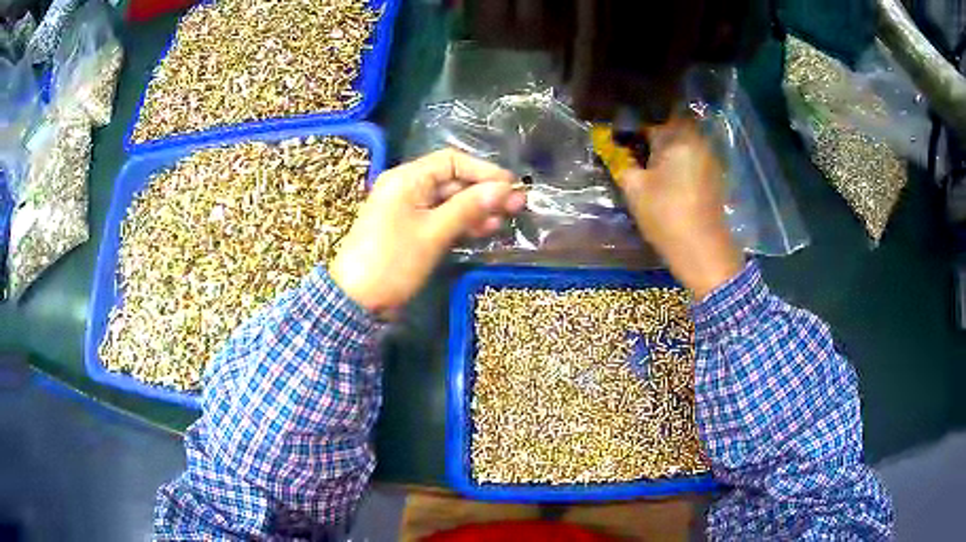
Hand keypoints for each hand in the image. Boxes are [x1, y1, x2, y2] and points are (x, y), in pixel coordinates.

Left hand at [331, 149, 525, 317]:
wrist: (355, 299)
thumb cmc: (393, 261)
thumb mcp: (434, 232)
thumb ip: (469, 207)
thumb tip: (505, 188)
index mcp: (407, 178)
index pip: (451, 161)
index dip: (483, 171)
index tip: (511, 185)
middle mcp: (406, 187)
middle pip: (452, 180)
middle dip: (483, 192)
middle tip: (516, 206)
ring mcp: (407, 209)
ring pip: (448, 201)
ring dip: (475, 209)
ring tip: (503, 221)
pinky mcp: (409, 229)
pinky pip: (439, 218)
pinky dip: (460, 222)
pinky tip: (483, 230)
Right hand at [619, 118, 743, 299]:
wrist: (703, 251)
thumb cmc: (666, 216)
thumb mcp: (634, 188)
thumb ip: (620, 160)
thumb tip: (610, 144)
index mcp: (678, 137)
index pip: (650, 113)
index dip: (629, 119)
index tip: (614, 130)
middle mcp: (697, 139)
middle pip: (668, 121)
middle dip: (646, 128)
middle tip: (626, 142)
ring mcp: (707, 156)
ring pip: (679, 137)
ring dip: (661, 141)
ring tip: (641, 154)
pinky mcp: (711, 172)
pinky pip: (689, 152)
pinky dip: (674, 154)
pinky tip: (661, 169)